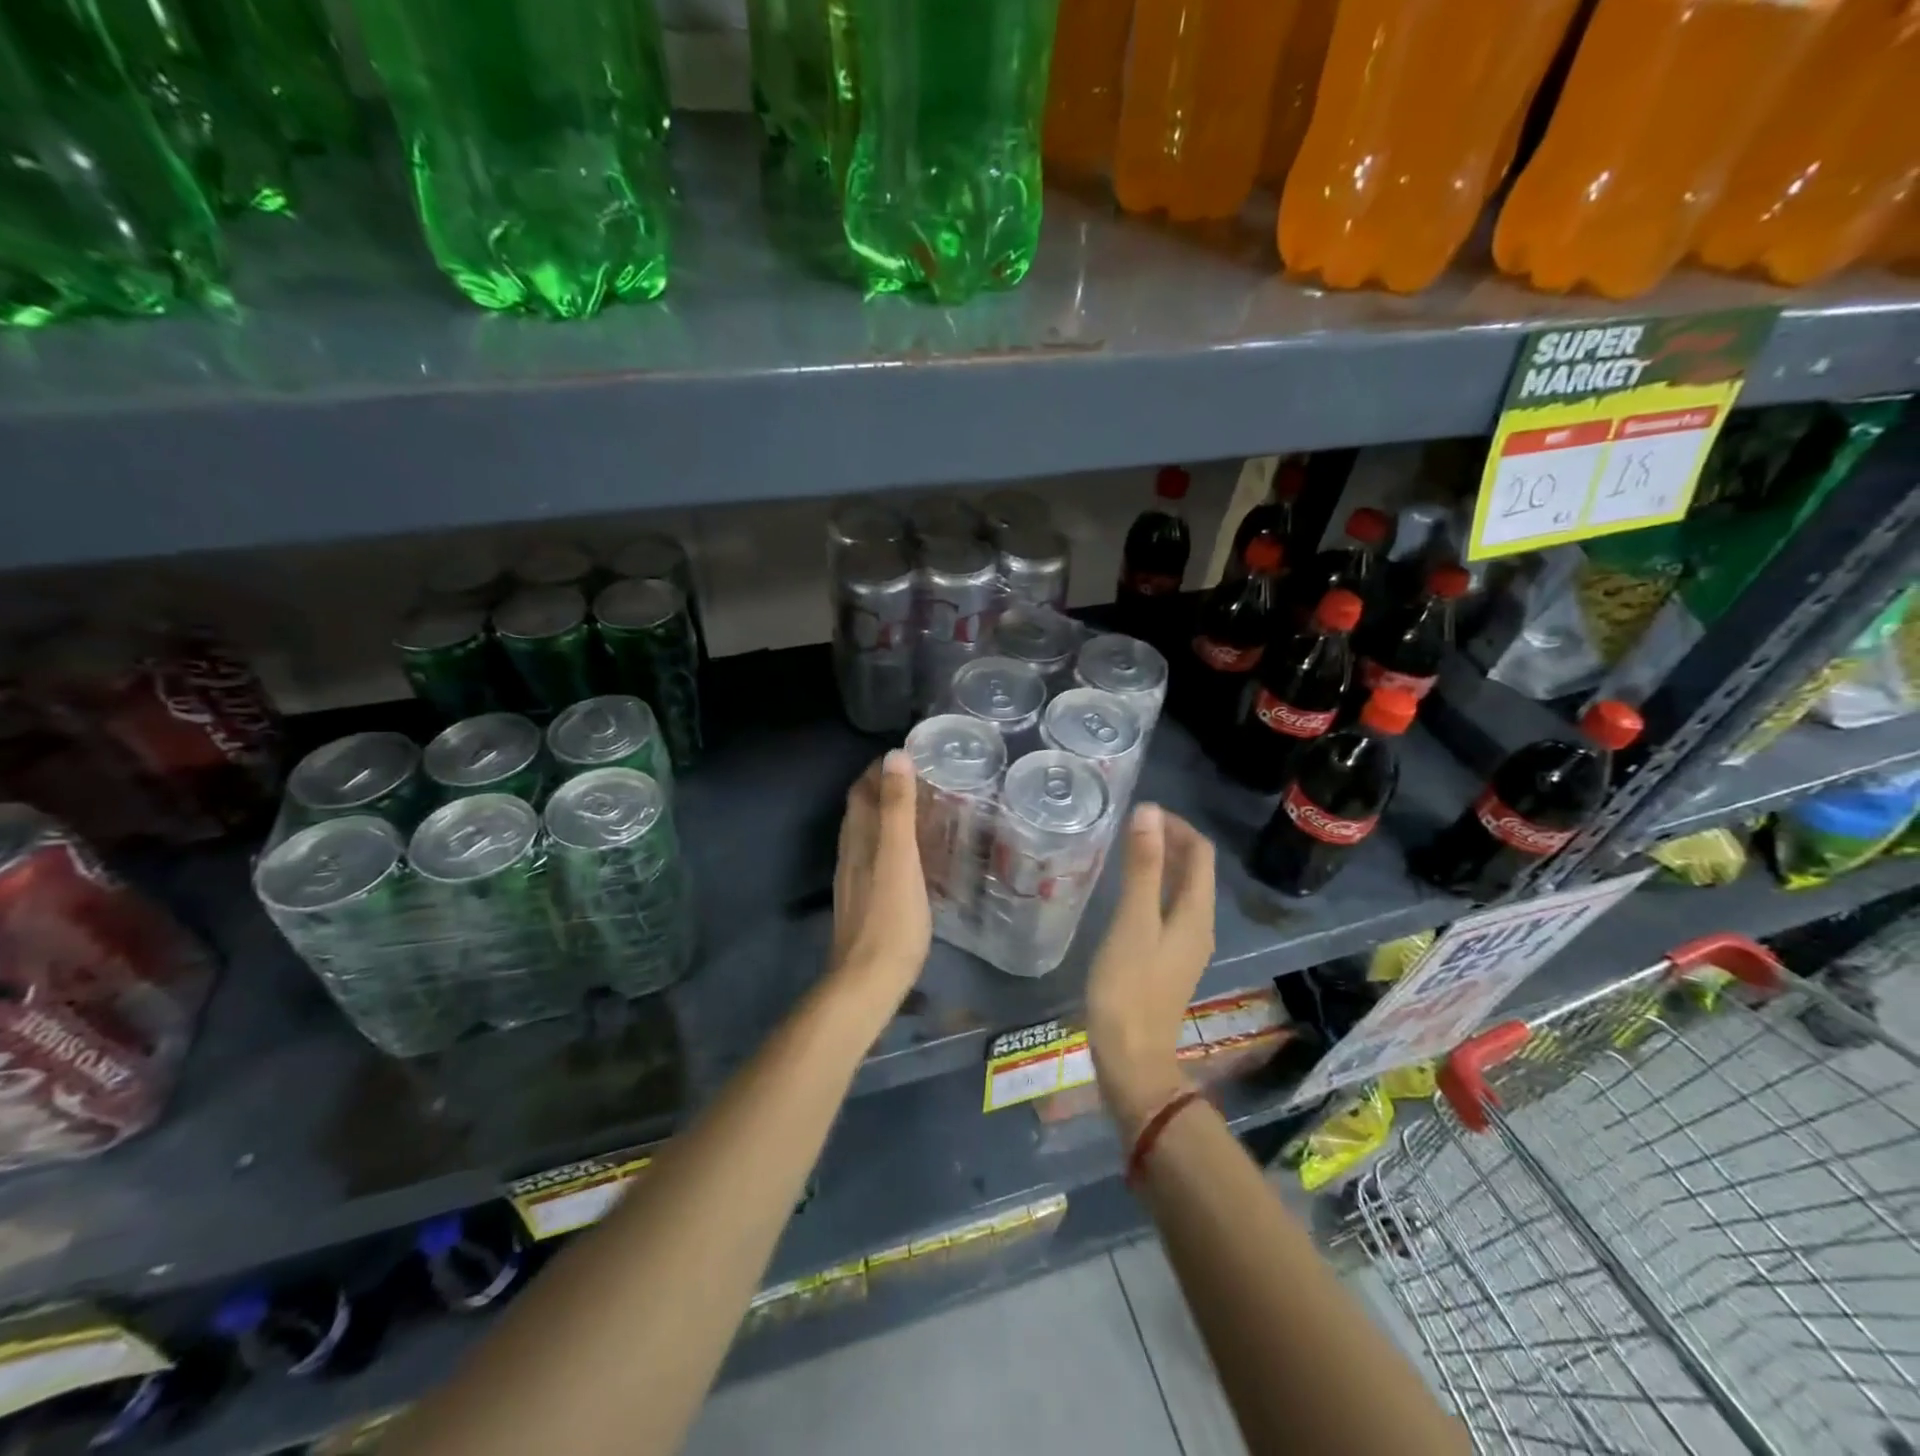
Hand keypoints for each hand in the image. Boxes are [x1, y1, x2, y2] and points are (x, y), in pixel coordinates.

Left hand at [829, 750, 931, 1012]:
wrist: (867, 981)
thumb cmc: (891, 918)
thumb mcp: (900, 857)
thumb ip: (897, 809)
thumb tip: (894, 756)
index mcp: (859, 839)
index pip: (861, 791)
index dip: (878, 770)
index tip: (907, 755)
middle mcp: (851, 854)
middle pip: (860, 811)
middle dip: (881, 789)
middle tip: (918, 778)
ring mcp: (854, 880)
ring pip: (865, 836)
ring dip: (884, 815)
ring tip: (915, 809)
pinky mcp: (863, 902)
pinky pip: (872, 858)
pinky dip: (887, 842)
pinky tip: (906, 854)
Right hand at [1085, 804, 1215, 1140]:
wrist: (1131, 1060)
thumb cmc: (1128, 988)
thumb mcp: (1133, 922)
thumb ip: (1142, 867)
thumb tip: (1149, 812)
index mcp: (1196, 914)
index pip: (1200, 853)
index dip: (1177, 826)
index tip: (1142, 812)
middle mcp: (1199, 927)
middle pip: (1194, 871)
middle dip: (1168, 842)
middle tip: (1129, 827)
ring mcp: (1184, 947)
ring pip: (1180, 892)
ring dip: (1160, 866)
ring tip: (1125, 852)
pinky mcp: (1167, 962)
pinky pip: (1167, 912)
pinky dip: (1152, 891)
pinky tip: (1124, 895)